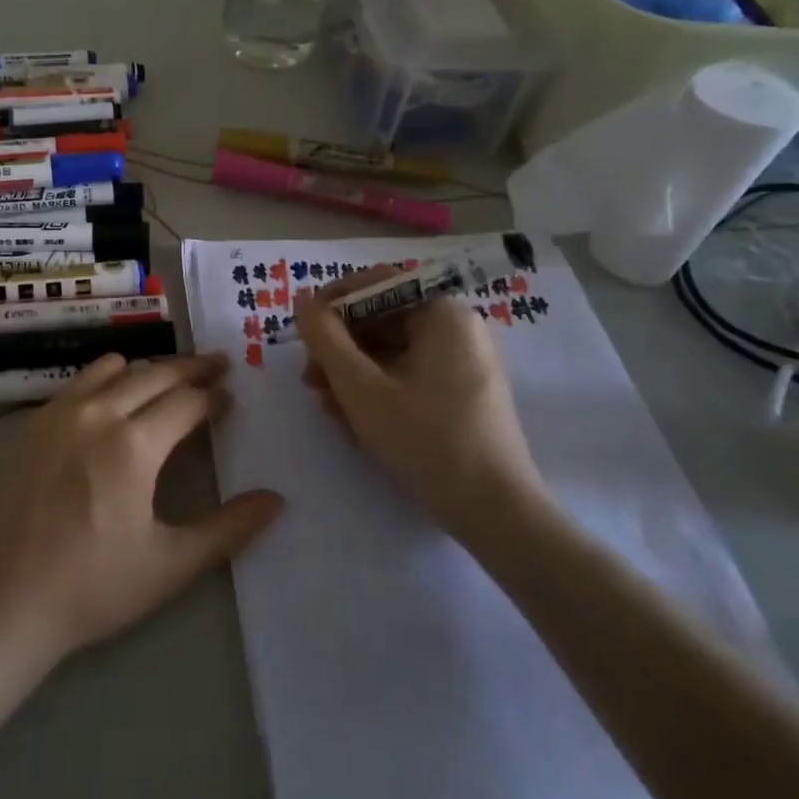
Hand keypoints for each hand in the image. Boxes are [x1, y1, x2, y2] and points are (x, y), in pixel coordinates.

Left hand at [0, 353, 283, 664]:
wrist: (0, 599)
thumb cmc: (91, 587)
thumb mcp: (169, 565)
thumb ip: (228, 530)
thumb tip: (276, 500)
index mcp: (134, 444)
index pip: (186, 402)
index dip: (213, 397)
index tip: (230, 396)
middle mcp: (98, 413)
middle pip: (154, 373)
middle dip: (190, 368)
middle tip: (216, 365)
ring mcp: (59, 412)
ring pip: (112, 367)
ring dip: (147, 368)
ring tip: (167, 378)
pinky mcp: (31, 423)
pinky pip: (78, 382)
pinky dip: (106, 378)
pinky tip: (110, 397)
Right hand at [295, 268, 547, 544]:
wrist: (496, 514)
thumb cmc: (426, 440)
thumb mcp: (361, 387)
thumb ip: (325, 338)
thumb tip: (303, 300)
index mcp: (442, 314)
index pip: (377, 284)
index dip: (333, 302)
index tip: (302, 330)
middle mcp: (457, 329)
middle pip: (382, 320)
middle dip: (339, 348)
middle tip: (309, 379)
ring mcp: (462, 364)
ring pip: (391, 352)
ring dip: (351, 374)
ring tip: (326, 407)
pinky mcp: (462, 395)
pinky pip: (408, 376)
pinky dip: (377, 391)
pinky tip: (353, 421)